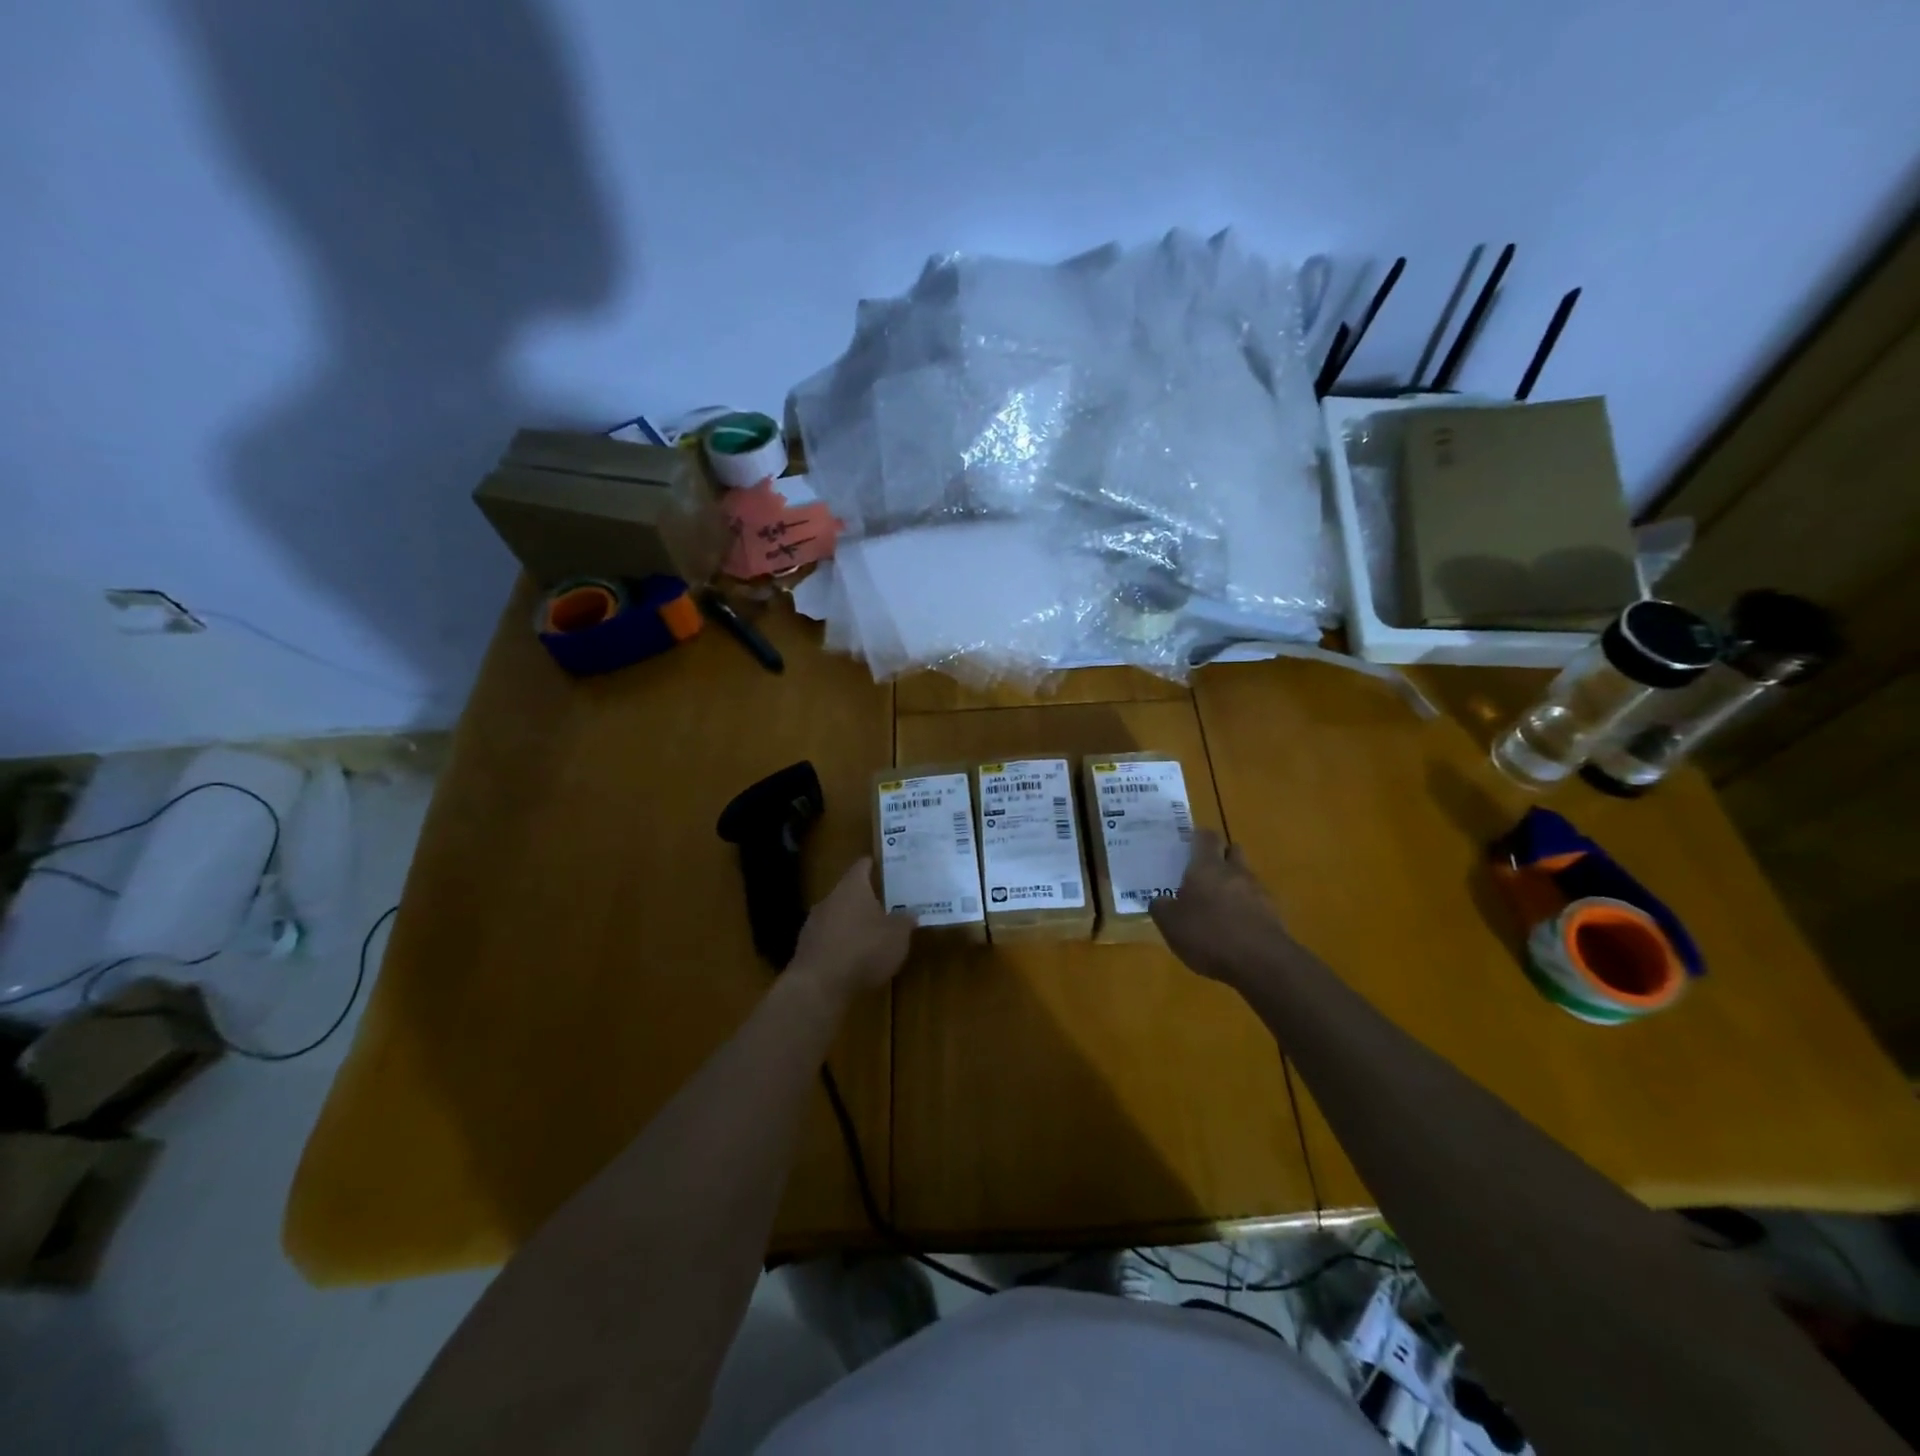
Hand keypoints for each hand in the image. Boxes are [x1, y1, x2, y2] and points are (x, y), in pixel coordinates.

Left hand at [789, 858, 914, 999]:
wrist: (818, 986)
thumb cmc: (864, 950)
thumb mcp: (897, 936)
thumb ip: (905, 921)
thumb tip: (910, 912)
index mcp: (852, 887)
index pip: (862, 865)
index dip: (875, 864)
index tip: (886, 866)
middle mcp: (829, 899)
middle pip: (849, 891)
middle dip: (866, 898)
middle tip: (886, 904)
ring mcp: (813, 923)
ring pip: (837, 915)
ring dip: (852, 922)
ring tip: (872, 934)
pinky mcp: (806, 948)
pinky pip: (828, 938)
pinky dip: (841, 944)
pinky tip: (853, 958)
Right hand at [1150, 829, 1294, 986]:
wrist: (1262, 963)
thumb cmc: (1209, 935)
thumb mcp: (1170, 924)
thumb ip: (1161, 908)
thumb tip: (1159, 900)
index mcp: (1207, 866)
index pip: (1206, 837)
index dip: (1198, 838)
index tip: (1187, 846)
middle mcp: (1235, 871)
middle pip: (1231, 850)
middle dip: (1220, 856)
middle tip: (1202, 872)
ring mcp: (1258, 892)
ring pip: (1245, 877)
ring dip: (1233, 884)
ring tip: (1217, 906)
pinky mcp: (1274, 914)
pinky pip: (1256, 902)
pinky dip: (1245, 908)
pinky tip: (1234, 928)